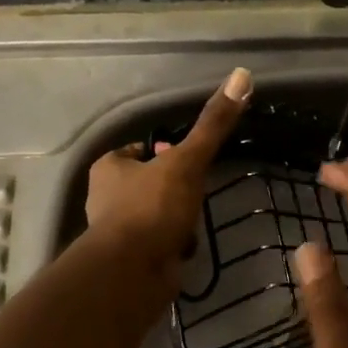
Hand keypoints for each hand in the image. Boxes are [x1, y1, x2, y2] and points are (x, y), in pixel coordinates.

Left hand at [85, 68, 250, 288]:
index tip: (188, 158)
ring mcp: (116, 232)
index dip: (164, 152)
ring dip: (176, 218)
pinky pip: (157, 243)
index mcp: (109, 168)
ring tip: (195, 221)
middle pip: (148, 183)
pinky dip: (173, 244)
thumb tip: (241, 75)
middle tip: (197, 191)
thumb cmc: (153, 208)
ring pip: (154, 215)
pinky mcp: (130, 260)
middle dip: (173, 189)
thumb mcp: (187, 161)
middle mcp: (106, 198)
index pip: (138, 151)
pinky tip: (188, 248)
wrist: (134, 272)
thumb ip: (212, 124)